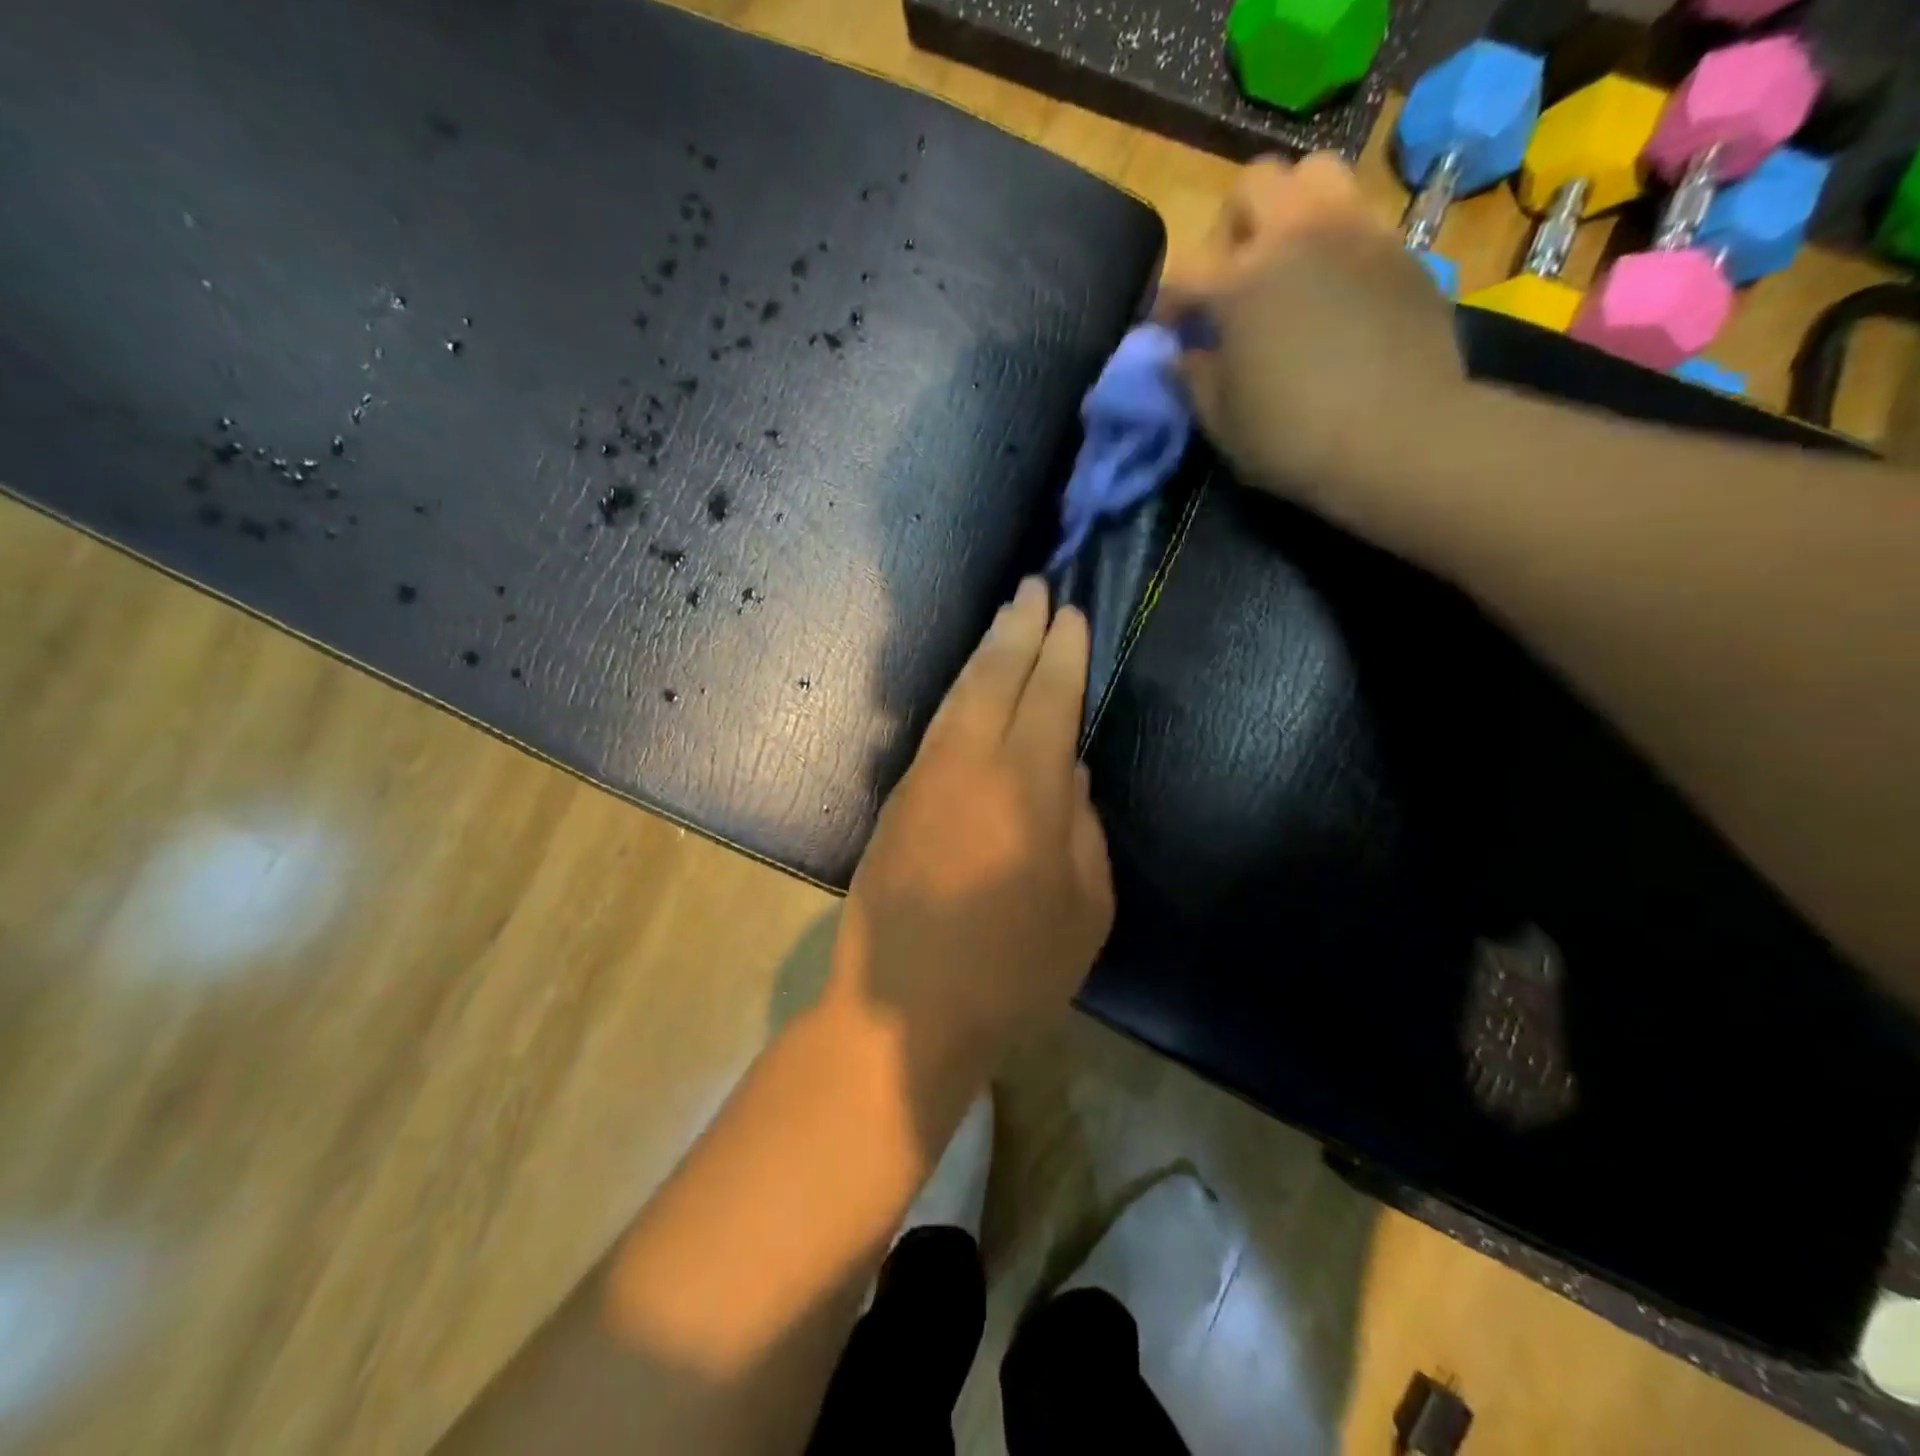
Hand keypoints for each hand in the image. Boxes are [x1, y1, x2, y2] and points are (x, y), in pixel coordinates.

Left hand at [827, 578, 1113, 1074]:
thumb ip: (1083, 830)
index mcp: (1027, 790)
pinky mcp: (896, 801)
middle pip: (997, 678)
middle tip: (1036, 588)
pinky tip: (968, 688)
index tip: (1072, 614)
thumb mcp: (1085, 911)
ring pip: (959, 696)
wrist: (903, 1012)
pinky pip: (936, 728)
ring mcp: (925, 779)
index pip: (1050, 699)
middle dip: (1019, 629)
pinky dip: (958, 694)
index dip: (1063, 654)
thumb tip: (1070, 774)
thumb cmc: (1012, 973)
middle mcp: (971, 766)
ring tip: (1005, 619)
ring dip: (984, 653)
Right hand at [1153, 154, 1469, 534]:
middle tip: (1231, 275)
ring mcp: (1355, 233)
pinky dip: (1335, 242)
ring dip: (1291, 208)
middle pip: (1254, 184)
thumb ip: (1195, 377)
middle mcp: (1296, 236)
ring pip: (1316, 174)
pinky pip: (1360, 218)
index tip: (1169, 333)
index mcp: (1240, 281)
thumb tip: (1185, 352)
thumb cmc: (1293, 438)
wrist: (1398, 437)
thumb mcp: (1222, 421)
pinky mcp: (1401, 250)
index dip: (1167, 303)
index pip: (1184, 271)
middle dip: (1231, 226)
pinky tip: (1334, 290)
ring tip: (1287, 261)